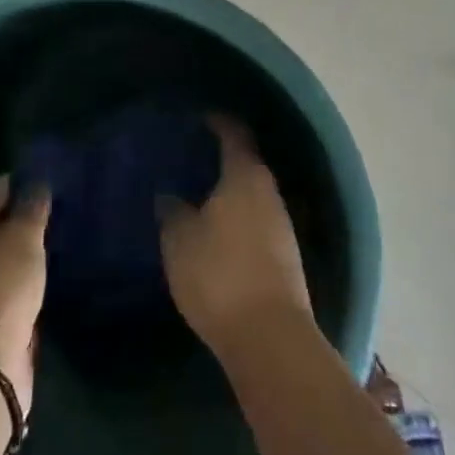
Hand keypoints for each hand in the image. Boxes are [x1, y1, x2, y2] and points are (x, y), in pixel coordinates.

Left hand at [0, 176, 50, 413]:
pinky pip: (9, 284)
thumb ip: (32, 208)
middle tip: (58, 204)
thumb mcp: (22, 239)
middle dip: (22, 214)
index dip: (16, 181)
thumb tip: (37, 184)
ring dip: (25, 247)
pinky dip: (27, 275)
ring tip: (59, 234)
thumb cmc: (0, 289)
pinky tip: (49, 270)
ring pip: (1, 256)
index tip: (46, 175)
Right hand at [158, 115, 312, 354]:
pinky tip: (217, 230)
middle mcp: (269, 192)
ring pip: (252, 195)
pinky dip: (237, 217)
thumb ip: (172, 212)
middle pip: (246, 164)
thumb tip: (169, 196)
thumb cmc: (220, 274)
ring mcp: (282, 225)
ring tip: (198, 194)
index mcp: (245, 176)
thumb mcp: (180, 240)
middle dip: (221, 159)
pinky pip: (256, 221)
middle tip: (190, 157)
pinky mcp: (284, 256)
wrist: (270, 337)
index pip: (234, 134)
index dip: (218, 122)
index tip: (200, 117)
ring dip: (229, 191)